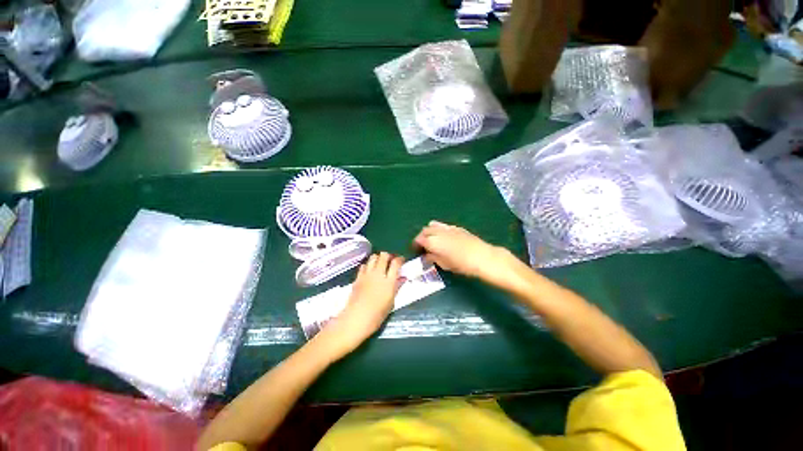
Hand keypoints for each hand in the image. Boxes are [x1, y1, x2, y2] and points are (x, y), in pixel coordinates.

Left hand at [315, 252, 404, 359]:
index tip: (401, 260)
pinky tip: (369, 271)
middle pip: (383, 255)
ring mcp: (367, 274)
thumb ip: (397, 287)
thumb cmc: (377, 314)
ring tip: (380, 264)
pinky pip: (364, 265)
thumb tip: (403, 278)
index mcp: (389, 281)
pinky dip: (368, 265)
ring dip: (378, 258)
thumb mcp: (391, 302)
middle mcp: (378, 274)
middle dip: (388, 255)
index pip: (396, 263)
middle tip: (390, 260)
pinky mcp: (358, 277)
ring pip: (373, 257)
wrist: (356, 318)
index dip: (400, 259)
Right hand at [414, 221, 519, 285]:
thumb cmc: (462, 265)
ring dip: (429, 231)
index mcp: (433, 241)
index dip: (415, 244)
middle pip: (425, 230)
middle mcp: (439, 232)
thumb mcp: (444, 264)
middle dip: (421, 237)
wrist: (483, 257)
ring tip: (432, 240)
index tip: (416, 250)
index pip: (419, 239)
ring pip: (433, 225)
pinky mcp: (457, 227)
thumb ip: (433, 258)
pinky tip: (443, 237)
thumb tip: (427, 255)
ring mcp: (448, 228)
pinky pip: (443, 225)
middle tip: (422, 246)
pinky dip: (439, 229)